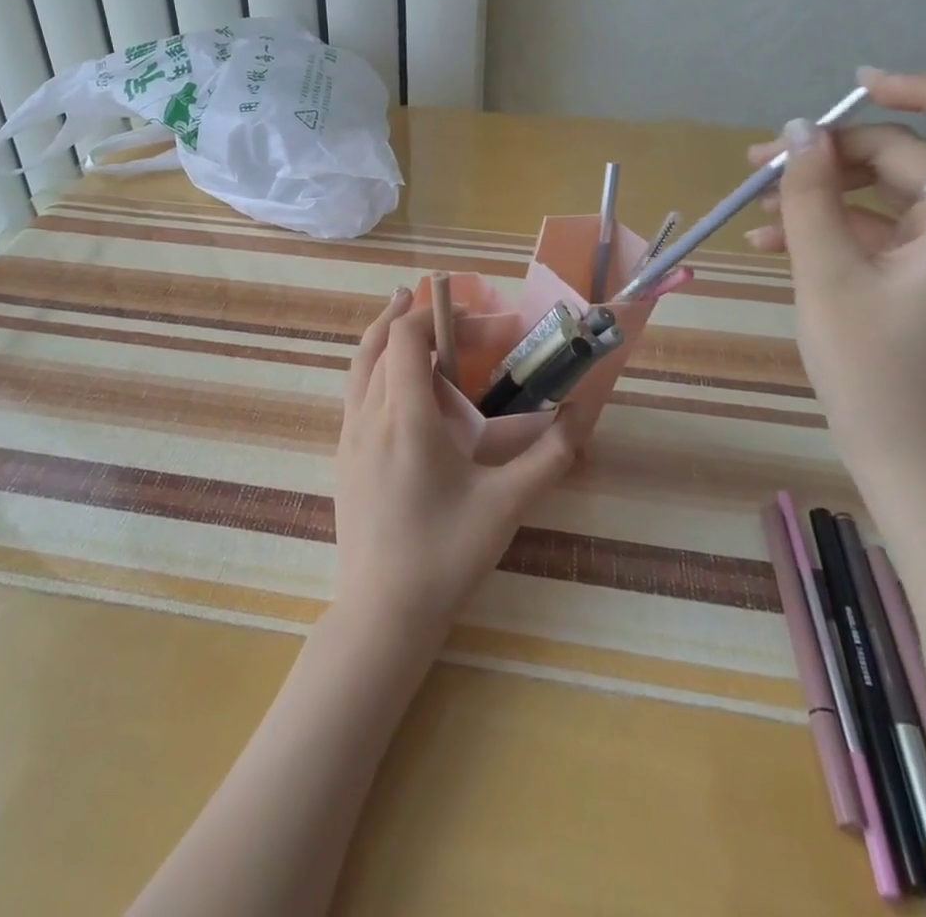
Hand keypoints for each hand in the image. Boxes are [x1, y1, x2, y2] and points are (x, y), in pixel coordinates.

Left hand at [333, 288, 580, 645]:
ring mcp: (348, 437)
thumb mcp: (505, 506)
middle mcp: (369, 417)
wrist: (381, 614)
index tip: (474, 320)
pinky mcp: (342, 457)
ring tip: (403, 313)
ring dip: (383, 334)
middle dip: (414, 319)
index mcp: (406, 419)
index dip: (437, 316)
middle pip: (380, 343)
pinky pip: (353, 392)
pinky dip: (371, 365)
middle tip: (446, 311)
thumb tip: (583, 414)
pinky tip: (392, 380)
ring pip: (359, 366)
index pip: (406, 338)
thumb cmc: (445, 556)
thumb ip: (549, 457)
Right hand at [744, 69, 925, 483]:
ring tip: (752, 204)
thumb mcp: (826, 275)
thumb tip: (796, 132)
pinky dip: (833, 224)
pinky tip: (770, 241)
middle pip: (913, 153)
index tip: (853, 94)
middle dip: (832, 152)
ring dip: (822, 189)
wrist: (914, 458)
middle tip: (757, 165)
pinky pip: (886, 227)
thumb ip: (810, 196)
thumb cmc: (875, 371)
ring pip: (892, 189)